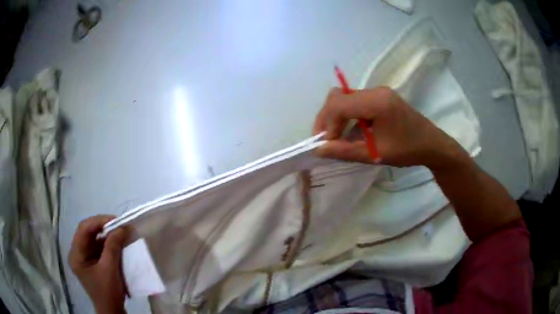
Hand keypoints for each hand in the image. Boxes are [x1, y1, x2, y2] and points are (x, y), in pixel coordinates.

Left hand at [69, 215, 127, 313]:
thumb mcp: (110, 270)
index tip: (115, 220)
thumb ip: (113, 247)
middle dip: (103, 227)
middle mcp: (77, 253)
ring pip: (94, 239)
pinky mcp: (92, 262)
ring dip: (107, 235)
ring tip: (120, 232)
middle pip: (87, 232)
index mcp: (76, 254)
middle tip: (118, 224)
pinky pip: (98, 247)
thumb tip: (121, 228)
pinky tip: (117, 243)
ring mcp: (84, 257)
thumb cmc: (108, 292)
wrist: (112, 311)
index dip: (98, 222)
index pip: (83, 229)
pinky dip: (108, 243)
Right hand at [313, 87, 462, 168]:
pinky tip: (351, 131)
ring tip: (336, 138)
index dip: (327, 124)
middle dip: (327, 118)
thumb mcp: (376, 154)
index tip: (327, 144)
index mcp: (377, 102)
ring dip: (336, 117)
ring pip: (345, 98)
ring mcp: (379, 92)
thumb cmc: (407, 150)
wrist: (432, 144)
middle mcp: (375, 91)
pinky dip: (347, 115)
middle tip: (326, 140)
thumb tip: (318, 149)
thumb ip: (345, 151)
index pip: (338, 104)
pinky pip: (356, 102)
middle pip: (338, 97)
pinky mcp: (381, 97)